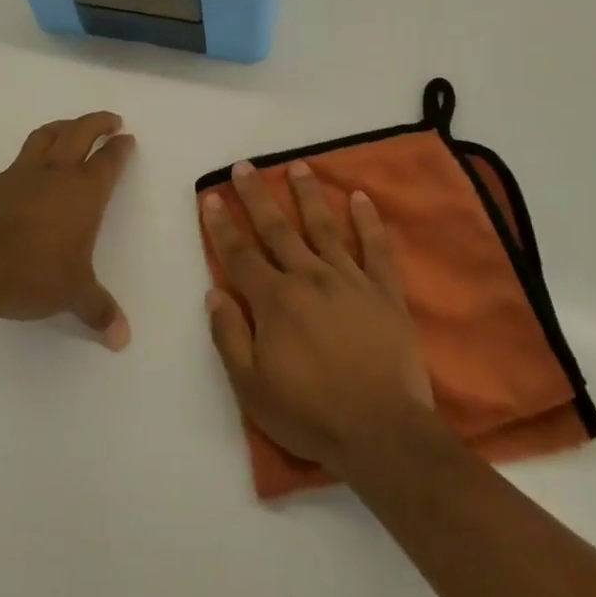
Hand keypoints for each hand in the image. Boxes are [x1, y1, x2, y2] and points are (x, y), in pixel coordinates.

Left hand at [0, 112, 134, 348]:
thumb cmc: (34, 275)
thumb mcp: (73, 295)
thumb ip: (98, 310)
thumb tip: (122, 339)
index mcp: (83, 192)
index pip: (108, 160)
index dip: (120, 148)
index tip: (127, 139)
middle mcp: (53, 175)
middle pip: (78, 132)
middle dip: (96, 122)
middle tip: (109, 120)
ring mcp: (16, 176)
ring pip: (42, 137)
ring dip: (59, 128)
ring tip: (67, 128)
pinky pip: (7, 170)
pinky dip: (19, 169)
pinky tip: (16, 185)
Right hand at [202, 159, 436, 477]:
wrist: (381, 431)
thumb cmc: (309, 413)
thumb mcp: (251, 387)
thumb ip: (229, 336)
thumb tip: (213, 292)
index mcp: (274, 301)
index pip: (240, 255)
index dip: (222, 225)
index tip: (212, 196)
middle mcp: (309, 278)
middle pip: (277, 230)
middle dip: (257, 196)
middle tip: (245, 166)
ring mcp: (349, 281)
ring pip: (324, 227)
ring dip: (308, 195)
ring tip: (297, 166)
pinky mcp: (384, 292)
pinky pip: (375, 248)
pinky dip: (367, 221)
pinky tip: (360, 197)